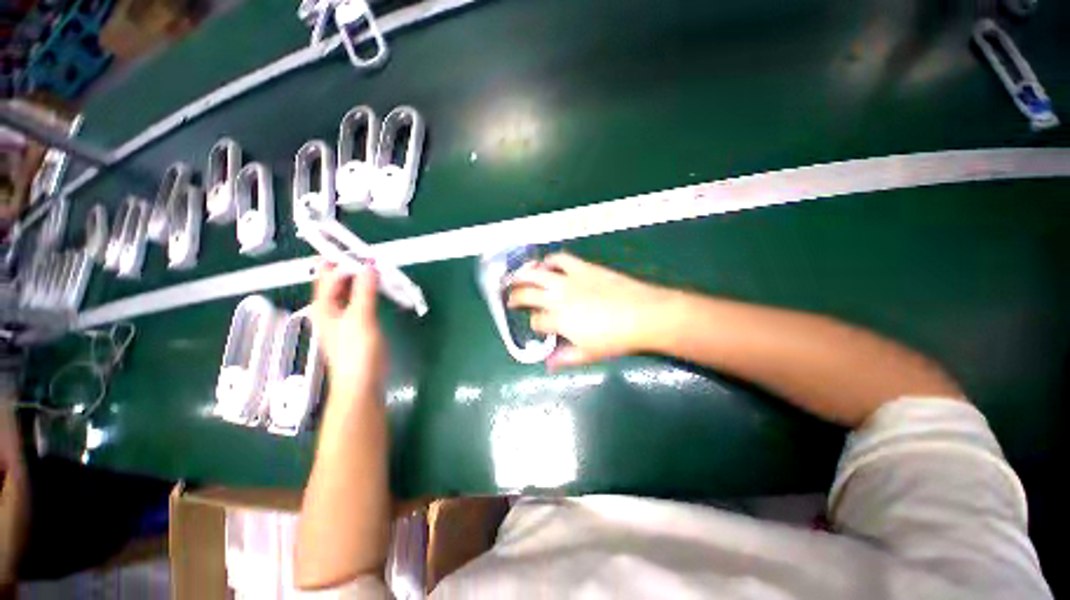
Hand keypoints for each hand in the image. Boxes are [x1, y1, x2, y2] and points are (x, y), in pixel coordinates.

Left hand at [311, 262, 386, 400]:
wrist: (362, 382)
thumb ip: (364, 291)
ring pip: (350, 289)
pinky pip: (360, 299)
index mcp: (324, 305)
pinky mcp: (356, 323)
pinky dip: (369, 290)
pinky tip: (380, 287)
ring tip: (379, 268)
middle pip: (337, 280)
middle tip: (374, 257)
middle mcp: (329, 308)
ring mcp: (343, 316)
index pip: (328, 274)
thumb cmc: (357, 351)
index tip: (362, 249)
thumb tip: (369, 266)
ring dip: (362, 278)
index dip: (342, 260)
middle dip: (353, 267)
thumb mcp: (361, 318)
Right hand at [508, 253, 672, 368]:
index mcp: (558, 320)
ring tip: (515, 276)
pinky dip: (550, 260)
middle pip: (527, 294)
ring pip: (537, 273)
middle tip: (510, 297)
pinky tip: (547, 264)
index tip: (538, 327)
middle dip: (515, 297)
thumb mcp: (589, 354)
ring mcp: (569, 280)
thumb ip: (564, 357)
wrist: (644, 314)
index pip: (536, 321)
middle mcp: (558, 297)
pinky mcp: (582, 268)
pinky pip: (560, 259)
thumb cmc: (616, 339)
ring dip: (522, 275)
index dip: (535, 325)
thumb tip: (548, 363)